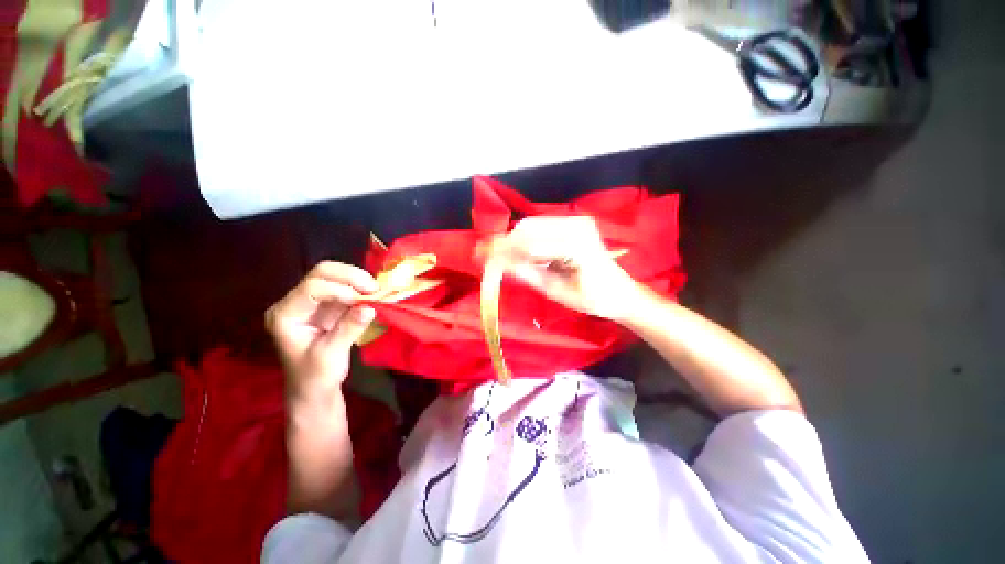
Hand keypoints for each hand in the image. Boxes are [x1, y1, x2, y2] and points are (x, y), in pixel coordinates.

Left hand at [265, 262, 377, 398]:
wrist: (314, 389)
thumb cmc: (314, 376)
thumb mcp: (331, 355)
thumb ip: (348, 328)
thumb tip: (370, 307)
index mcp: (285, 315)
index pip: (311, 288)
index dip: (339, 290)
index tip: (364, 301)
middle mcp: (296, 302)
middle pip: (321, 273)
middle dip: (350, 277)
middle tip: (374, 288)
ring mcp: (312, 302)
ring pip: (335, 276)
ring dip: (358, 281)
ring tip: (377, 292)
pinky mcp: (329, 305)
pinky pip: (346, 288)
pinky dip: (361, 289)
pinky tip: (373, 296)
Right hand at [495, 216, 643, 321]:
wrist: (619, 292)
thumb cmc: (592, 299)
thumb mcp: (556, 292)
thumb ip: (527, 274)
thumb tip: (498, 264)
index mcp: (577, 246)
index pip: (530, 244)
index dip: (504, 251)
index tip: (483, 258)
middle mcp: (577, 225)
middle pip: (528, 228)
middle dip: (506, 243)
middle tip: (489, 259)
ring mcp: (577, 221)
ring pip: (532, 225)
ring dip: (515, 241)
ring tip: (503, 259)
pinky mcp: (574, 223)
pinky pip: (541, 227)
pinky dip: (527, 239)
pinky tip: (522, 254)